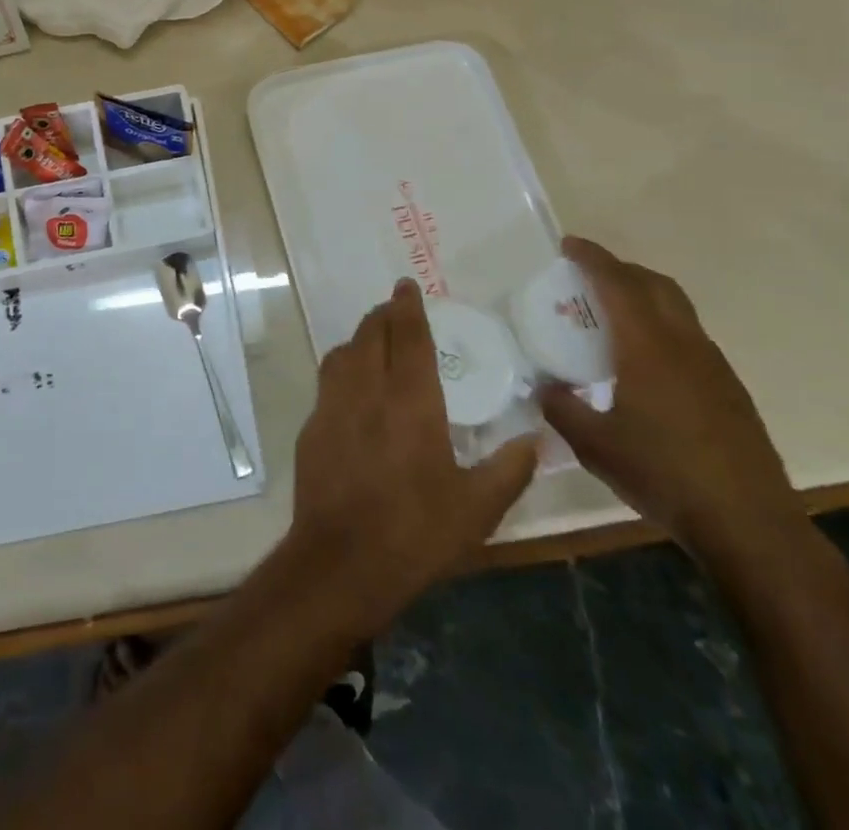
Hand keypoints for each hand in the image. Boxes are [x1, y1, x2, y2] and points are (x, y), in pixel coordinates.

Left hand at [288, 279, 537, 636]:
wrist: (341, 563)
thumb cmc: (415, 533)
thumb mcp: (477, 509)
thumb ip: (510, 469)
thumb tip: (537, 438)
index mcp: (410, 400)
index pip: (406, 336)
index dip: (407, 306)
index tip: (407, 285)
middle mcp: (367, 390)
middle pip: (370, 334)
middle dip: (383, 315)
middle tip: (396, 310)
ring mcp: (333, 406)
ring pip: (343, 352)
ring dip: (360, 338)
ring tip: (375, 341)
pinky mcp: (312, 427)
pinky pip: (328, 380)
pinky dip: (342, 368)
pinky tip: (353, 388)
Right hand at [537, 238, 806, 566]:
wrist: (748, 524)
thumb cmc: (663, 475)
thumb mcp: (594, 445)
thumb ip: (562, 408)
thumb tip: (544, 387)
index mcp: (648, 347)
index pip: (617, 283)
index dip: (592, 258)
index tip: (569, 244)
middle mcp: (684, 344)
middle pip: (655, 284)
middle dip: (621, 269)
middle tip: (589, 274)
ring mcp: (713, 365)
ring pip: (677, 308)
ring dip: (645, 295)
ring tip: (614, 314)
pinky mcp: (729, 389)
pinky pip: (690, 336)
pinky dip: (662, 326)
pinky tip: (646, 362)